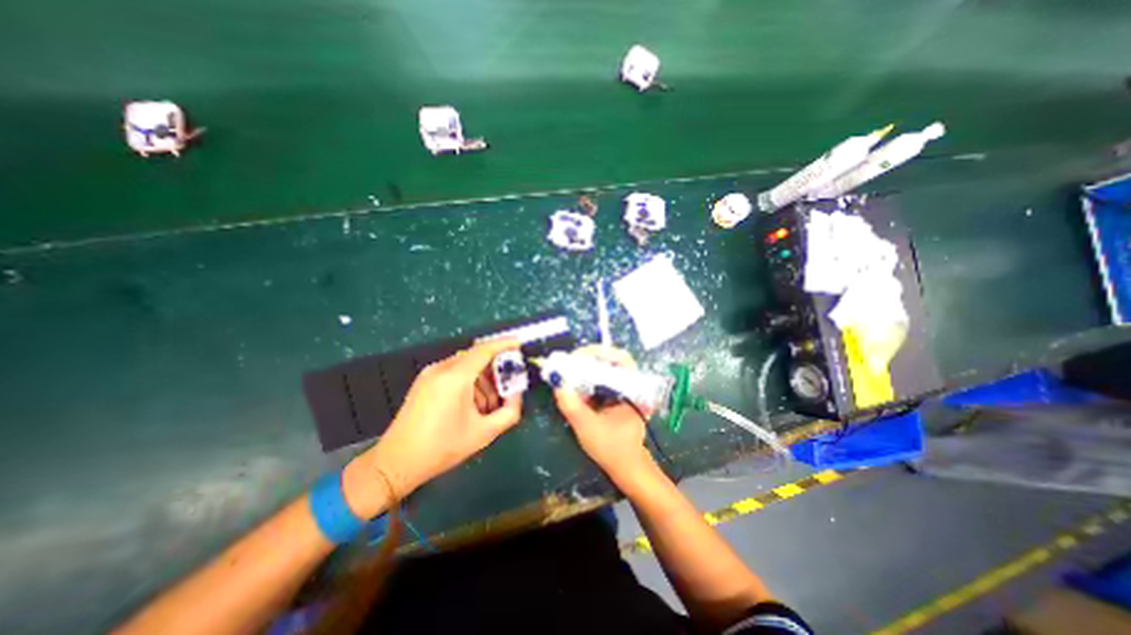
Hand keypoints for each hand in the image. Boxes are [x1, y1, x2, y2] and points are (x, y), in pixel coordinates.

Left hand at [348, 341, 524, 512]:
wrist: (395, 463)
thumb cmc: (442, 448)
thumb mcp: (483, 434)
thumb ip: (509, 412)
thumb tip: (517, 394)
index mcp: (455, 378)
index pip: (484, 350)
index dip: (505, 344)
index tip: (520, 344)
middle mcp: (441, 369)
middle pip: (476, 357)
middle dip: (495, 369)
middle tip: (507, 387)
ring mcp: (430, 374)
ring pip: (466, 365)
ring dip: (482, 379)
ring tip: (488, 405)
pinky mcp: (424, 381)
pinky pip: (454, 372)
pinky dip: (469, 382)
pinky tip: (471, 405)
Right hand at [550, 347, 654, 481]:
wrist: (626, 467)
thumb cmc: (612, 449)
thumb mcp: (587, 427)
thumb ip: (571, 405)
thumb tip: (556, 381)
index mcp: (632, 389)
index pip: (619, 357)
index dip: (597, 353)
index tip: (576, 358)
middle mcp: (631, 384)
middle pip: (610, 359)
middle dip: (587, 359)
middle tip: (568, 363)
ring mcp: (623, 388)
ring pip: (604, 367)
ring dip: (585, 367)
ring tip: (568, 371)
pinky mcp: (615, 394)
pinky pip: (600, 378)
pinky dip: (586, 378)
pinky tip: (574, 384)